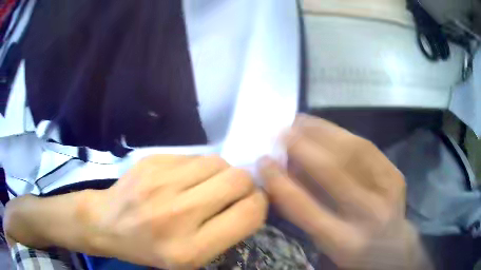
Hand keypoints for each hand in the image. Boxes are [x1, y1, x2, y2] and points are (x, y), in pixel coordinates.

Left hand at [80, 155, 266, 268]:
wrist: (107, 223)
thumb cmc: (150, 248)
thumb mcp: (191, 258)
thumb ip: (225, 232)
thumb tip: (250, 199)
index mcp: (190, 248)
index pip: (249, 213)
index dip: (260, 203)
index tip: (252, 203)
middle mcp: (177, 213)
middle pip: (238, 179)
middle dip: (244, 185)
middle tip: (232, 193)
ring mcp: (161, 182)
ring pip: (219, 162)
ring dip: (222, 174)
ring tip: (206, 186)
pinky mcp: (152, 161)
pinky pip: (195, 156)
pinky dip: (199, 168)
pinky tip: (183, 180)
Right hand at [260, 115, 429, 268]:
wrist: (394, 248)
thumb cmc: (354, 249)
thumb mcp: (326, 244)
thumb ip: (305, 213)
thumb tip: (284, 176)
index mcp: (344, 242)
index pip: (305, 209)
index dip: (280, 182)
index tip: (263, 161)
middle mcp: (369, 216)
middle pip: (333, 174)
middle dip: (302, 148)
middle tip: (281, 132)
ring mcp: (388, 192)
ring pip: (353, 152)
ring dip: (322, 132)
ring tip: (301, 121)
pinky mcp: (396, 175)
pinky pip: (368, 147)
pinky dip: (343, 133)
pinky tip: (326, 127)